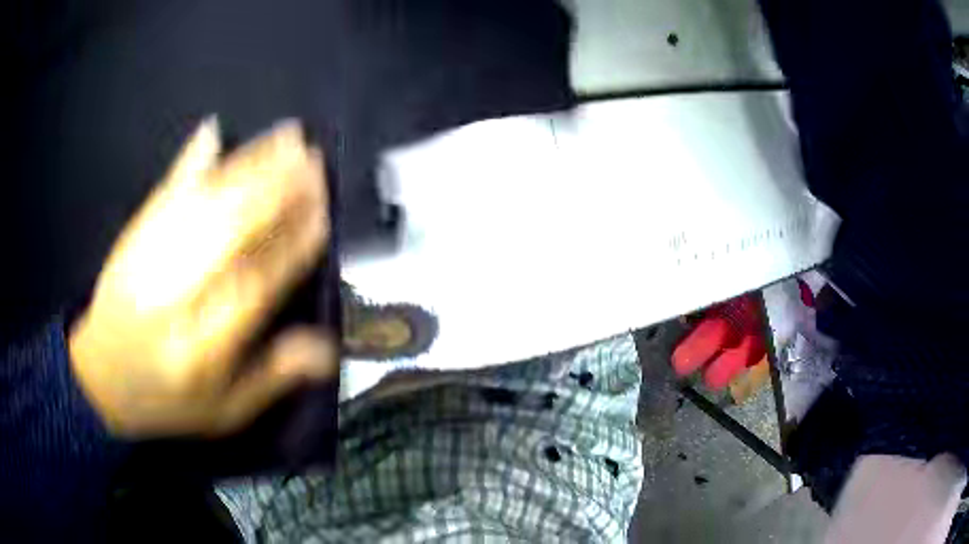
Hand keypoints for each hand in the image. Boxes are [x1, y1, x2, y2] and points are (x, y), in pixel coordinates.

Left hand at [69, 119, 336, 437]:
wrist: (99, 380)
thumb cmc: (166, 401)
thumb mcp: (224, 412)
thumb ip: (271, 379)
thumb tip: (326, 349)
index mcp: (200, 348)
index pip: (253, 287)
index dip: (290, 248)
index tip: (322, 214)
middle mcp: (172, 299)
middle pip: (226, 233)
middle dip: (274, 191)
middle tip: (313, 159)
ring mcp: (145, 261)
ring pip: (200, 204)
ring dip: (245, 166)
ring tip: (284, 137)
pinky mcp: (131, 239)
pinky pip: (161, 195)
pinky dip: (187, 162)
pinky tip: (211, 132)